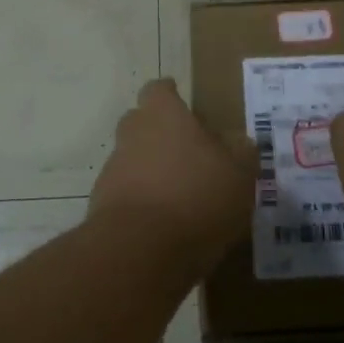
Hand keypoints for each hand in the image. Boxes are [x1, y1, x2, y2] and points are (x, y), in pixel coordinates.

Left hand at [90, 79, 256, 273]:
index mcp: (163, 115)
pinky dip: (142, 202)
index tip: (180, 101)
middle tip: (187, 150)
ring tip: (180, 194)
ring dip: (151, 170)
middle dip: (159, 132)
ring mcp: (112, 171)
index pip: (158, 90)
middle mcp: (132, 135)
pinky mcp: (102, 207)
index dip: (169, 95)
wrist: (139, 251)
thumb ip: (241, 154)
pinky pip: (126, 195)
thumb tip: (240, 141)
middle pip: (140, 122)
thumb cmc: (197, 198)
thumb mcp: (239, 176)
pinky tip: (164, 224)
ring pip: (132, 160)